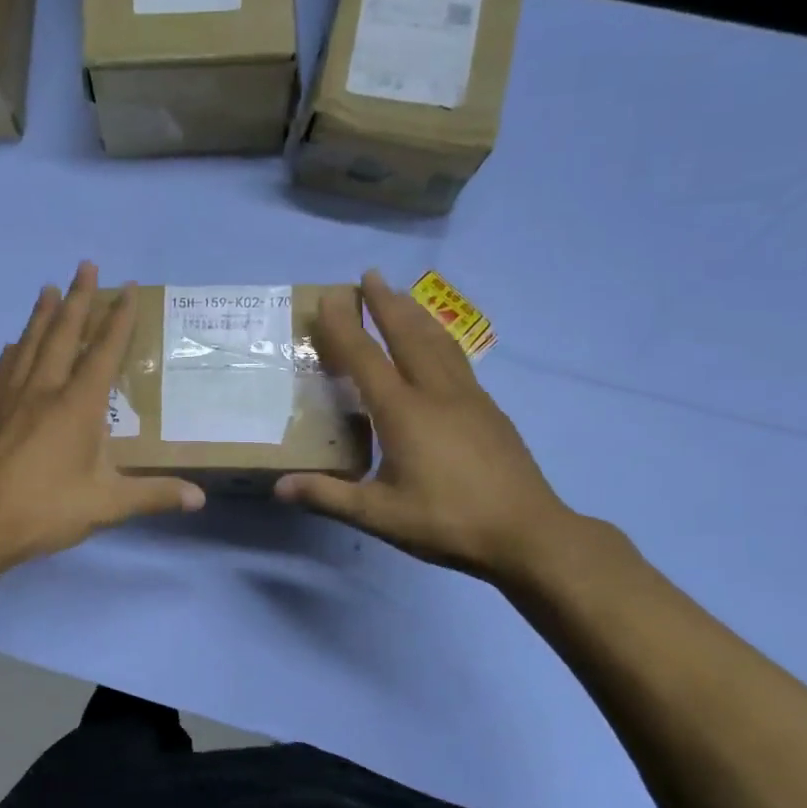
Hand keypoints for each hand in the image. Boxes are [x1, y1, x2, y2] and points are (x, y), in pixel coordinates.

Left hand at [0, 263, 204, 570]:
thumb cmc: (44, 510)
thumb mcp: (105, 506)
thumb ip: (153, 495)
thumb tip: (200, 499)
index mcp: (77, 406)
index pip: (104, 352)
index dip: (118, 319)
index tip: (128, 288)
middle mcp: (44, 389)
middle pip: (63, 333)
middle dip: (78, 298)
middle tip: (86, 266)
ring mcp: (11, 397)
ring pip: (30, 343)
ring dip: (43, 314)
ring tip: (49, 288)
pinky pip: (6, 367)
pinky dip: (16, 349)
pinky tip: (14, 345)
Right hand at [275, 270, 576, 583]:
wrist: (527, 533)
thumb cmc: (447, 521)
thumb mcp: (379, 515)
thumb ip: (328, 496)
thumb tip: (279, 487)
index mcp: (404, 412)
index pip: (366, 357)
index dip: (345, 326)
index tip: (330, 297)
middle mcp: (436, 393)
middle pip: (407, 335)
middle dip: (386, 303)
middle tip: (371, 274)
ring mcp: (468, 398)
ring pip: (438, 342)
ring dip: (416, 314)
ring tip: (402, 296)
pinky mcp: (490, 410)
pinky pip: (457, 360)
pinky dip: (439, 339)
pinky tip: (439, 347)